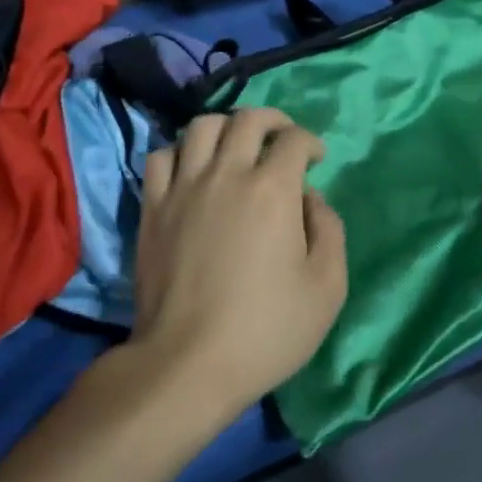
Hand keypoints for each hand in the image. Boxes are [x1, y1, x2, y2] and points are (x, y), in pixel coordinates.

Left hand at [132, 108, 348, 418]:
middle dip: (273, 120)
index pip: (294, 139)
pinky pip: (161, 156)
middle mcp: (227, 174)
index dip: (310, 141)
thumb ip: (329, 230)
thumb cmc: (266, 329)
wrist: (188, 362)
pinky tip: (192, 169)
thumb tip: (310, 198)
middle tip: (282, 138)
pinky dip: (181, 152)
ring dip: (226, 127)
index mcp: (272, 190)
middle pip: (248, 119)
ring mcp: (183, 188)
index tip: (315, 159)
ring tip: (236, 145)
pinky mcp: (152, 207)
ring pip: (201, 126)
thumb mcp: (326, 288)